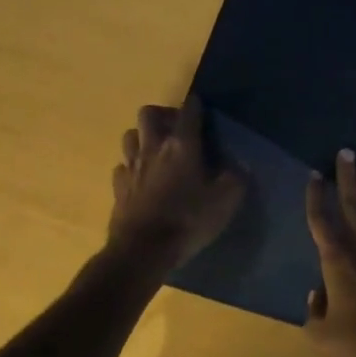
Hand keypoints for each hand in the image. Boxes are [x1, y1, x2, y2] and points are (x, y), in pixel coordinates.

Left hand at [107, 97, 242, 271]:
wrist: (143, 251)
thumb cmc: (188, 220)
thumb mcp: (225, 201)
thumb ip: (234, 178)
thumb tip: (237, 165)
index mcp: (182, 145)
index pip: (188, 111)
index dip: (196, 105)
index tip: (202, 107)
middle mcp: (153, 148)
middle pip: (148, 113)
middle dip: (162, 114)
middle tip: (177, 129)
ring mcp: (131, 167)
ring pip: (130, 135)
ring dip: (143, 137)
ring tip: (157, 150)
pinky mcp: (118, 187)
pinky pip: (122, 166)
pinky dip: (131, 167)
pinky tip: (142, 179)